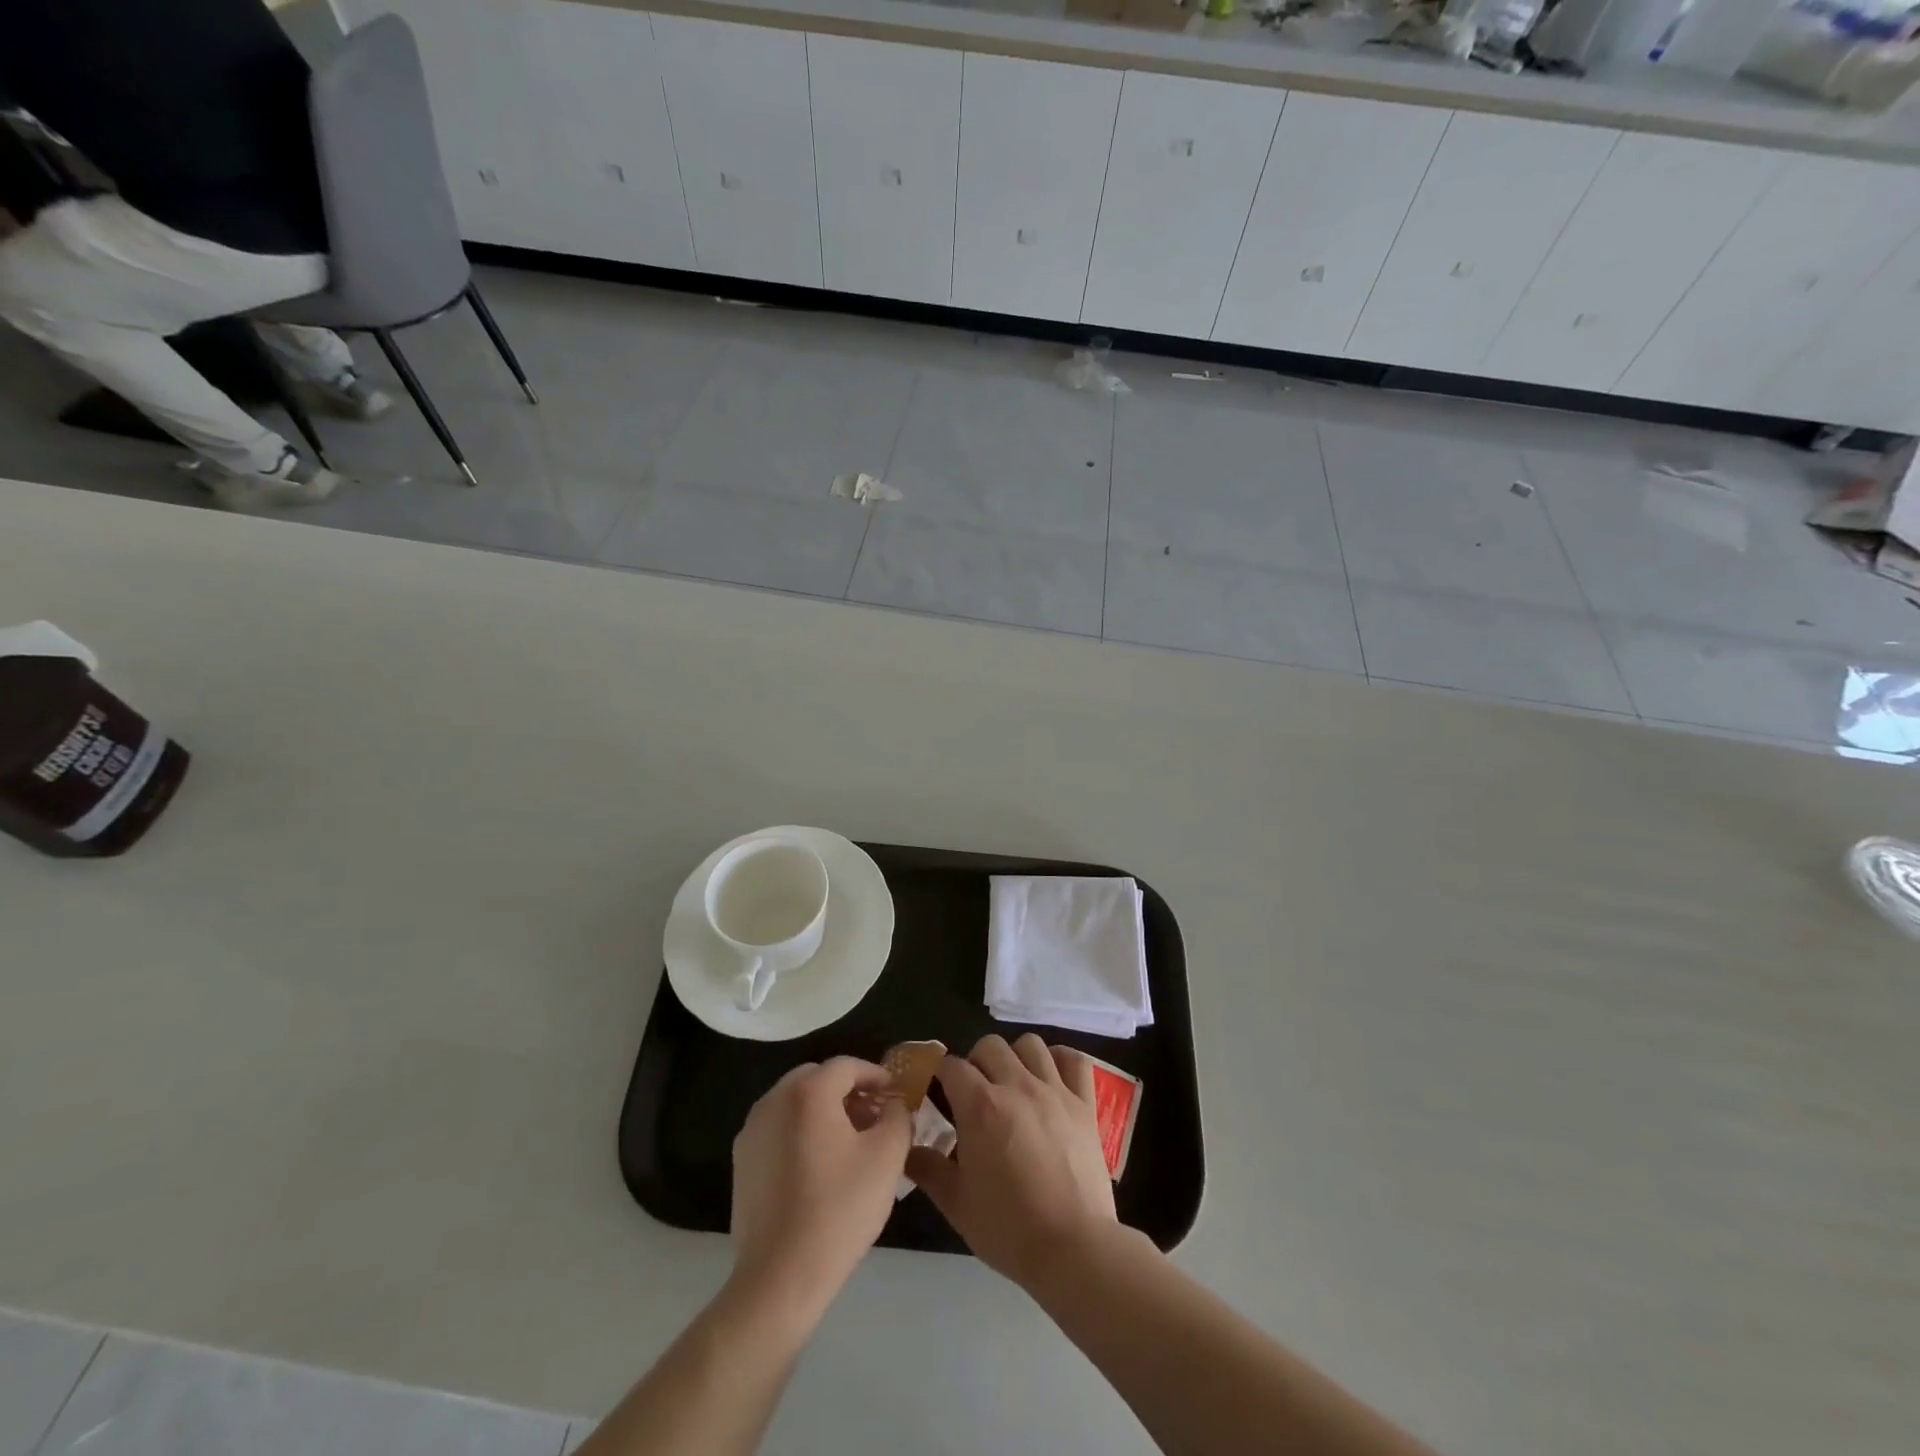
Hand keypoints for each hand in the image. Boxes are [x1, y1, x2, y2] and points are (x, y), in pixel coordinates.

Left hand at [730, 1058, 909, 1326]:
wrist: (780, 1278)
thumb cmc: (839, 1209)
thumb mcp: (888, 1157)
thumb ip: (898, 1117)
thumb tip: (894, 1105)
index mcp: (808, 1092)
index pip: (847, 1066)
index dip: (876, 1076)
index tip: (896, 1096)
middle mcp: (774, 1100)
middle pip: (818, 1078)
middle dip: (849, 1090)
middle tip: (875, 1116)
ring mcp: (752, 1130)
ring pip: (796, 1102)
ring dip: (825, 1110)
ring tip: (850, 1142)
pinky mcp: (742, 1161)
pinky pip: (779, 1129)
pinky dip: (802, 1132)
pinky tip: (820, 1166)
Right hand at [906, 1033, 1117, 1289]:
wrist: (1073, 1248)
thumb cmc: (1009, 1228)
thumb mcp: (956, 1204)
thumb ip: (928, 1169)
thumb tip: (906, 1148)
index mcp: (980, 1106)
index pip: (952, 1065)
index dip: (940, 1074)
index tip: (938, 1090)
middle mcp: (1017, 1085)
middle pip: (990, 1045)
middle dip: (976, 1062)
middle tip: (975, 1094)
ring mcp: (1055, 1091)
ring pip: (1031, 1044)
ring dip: (1016, 1057)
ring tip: (1013, 1085)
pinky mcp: (1085, 1103)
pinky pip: (1075, 1060)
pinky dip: (1061, 1060)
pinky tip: (1052, 1078)